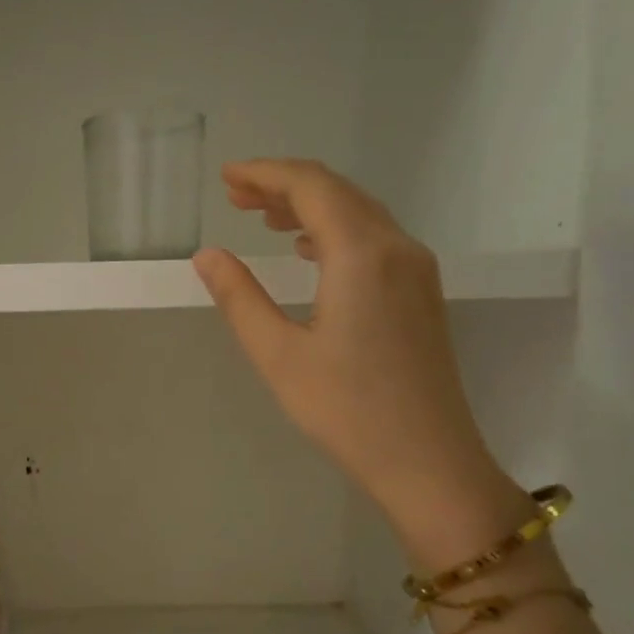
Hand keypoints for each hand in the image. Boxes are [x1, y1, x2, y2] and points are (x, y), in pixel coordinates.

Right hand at [193, 159, 528, 566]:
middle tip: (235, 194)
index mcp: (361, 254)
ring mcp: (416, 270)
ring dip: (310, 207)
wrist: (427, 459)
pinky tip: (309, 249)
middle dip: (284, 186)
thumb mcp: (277, 355)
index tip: (226, 177)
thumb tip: (207, 256)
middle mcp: (397, 248)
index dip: (265, 174)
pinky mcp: (421, 294)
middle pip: (338, 193)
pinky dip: (335, 231)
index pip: (311, 187)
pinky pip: (375, 239)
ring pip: (359, 214)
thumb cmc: (345, 410)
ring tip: (263, 217)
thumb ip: (240, 297)